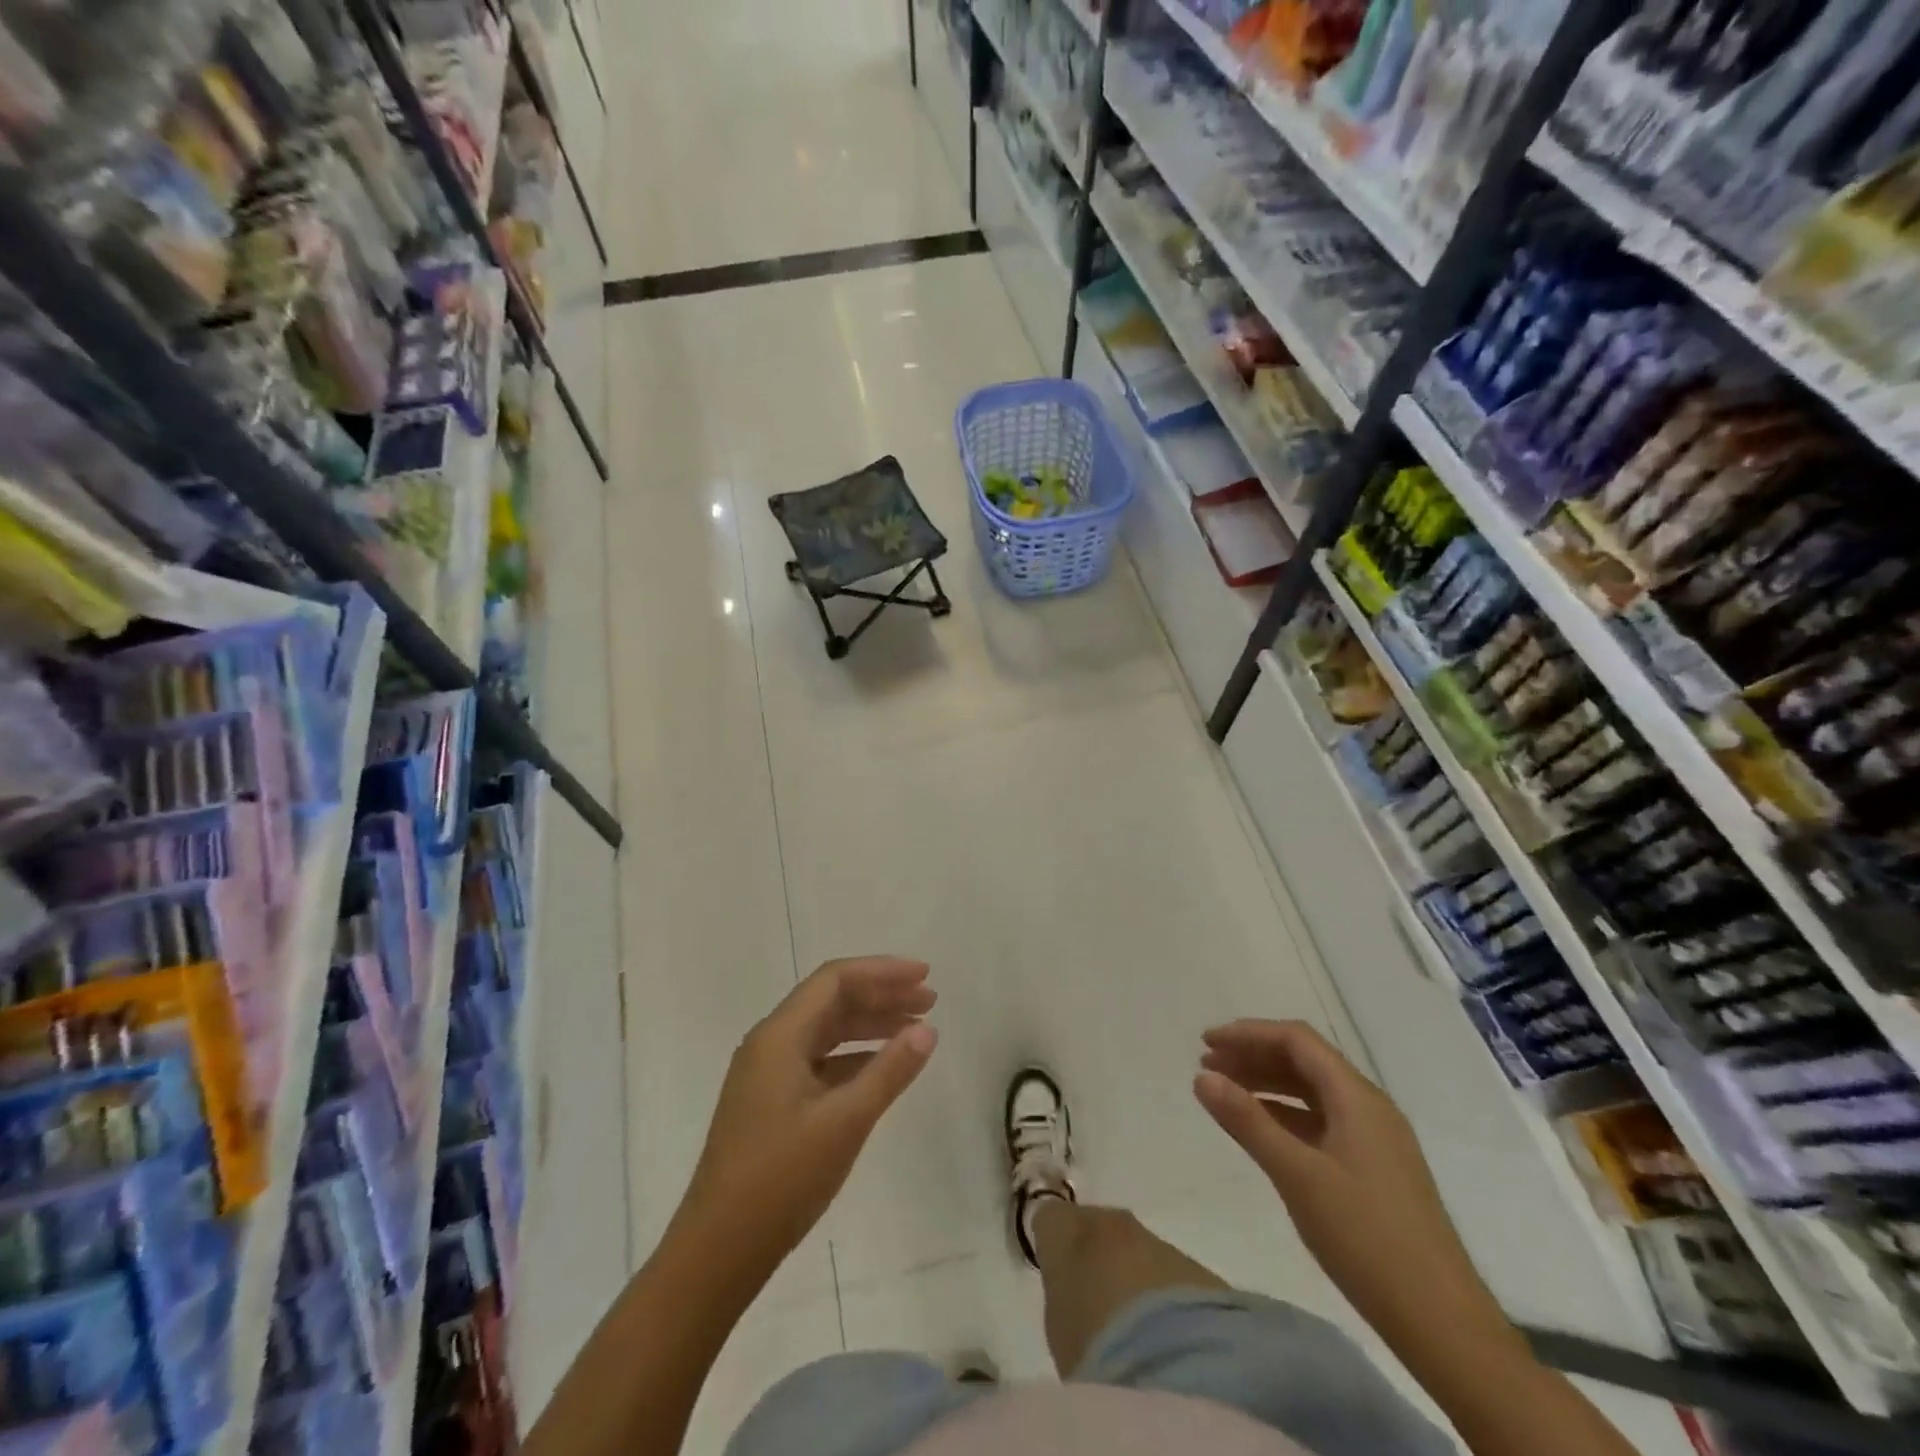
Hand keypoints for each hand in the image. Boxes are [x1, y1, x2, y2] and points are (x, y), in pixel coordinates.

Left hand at [676, 957, 937, 1278]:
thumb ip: (889, 1071)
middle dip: (881, 995)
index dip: (882, 971)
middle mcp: (770, 1044)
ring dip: (870, 1024)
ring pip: (826, 1031)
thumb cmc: (781, 1180)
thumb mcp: (845, 1122)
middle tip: (929, 1001)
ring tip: (914, 1029)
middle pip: (831, 1000)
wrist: (717, 1252)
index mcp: (779, 1036)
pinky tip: (882, 1069)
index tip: (925, 975)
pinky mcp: (771, 1102)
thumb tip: (927, 1029)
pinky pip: (819, 1061)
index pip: (835, 980)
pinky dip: (854, 1057)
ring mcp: (767, 1074)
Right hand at [1193, 1020, 1509, 1352]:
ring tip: (1224, 1092)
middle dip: (1254, 1056)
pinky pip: (1321, 1122)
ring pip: (1312, 1092)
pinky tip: (1262, 1130)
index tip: (1207, 1042)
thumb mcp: (1298, 1176)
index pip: (1297, 1040)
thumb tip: (1202, 1077)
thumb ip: (1248, 1121)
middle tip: (1207, 1065)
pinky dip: (1285, 1115)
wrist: (1443, 1324)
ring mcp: (1375, 1140)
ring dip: (1267, 1084)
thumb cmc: (1367, 1239)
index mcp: (1357, 1097)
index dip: (1249, 1034)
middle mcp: (1369, 1107)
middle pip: (1304, 1061)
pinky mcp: (1374, 1170)